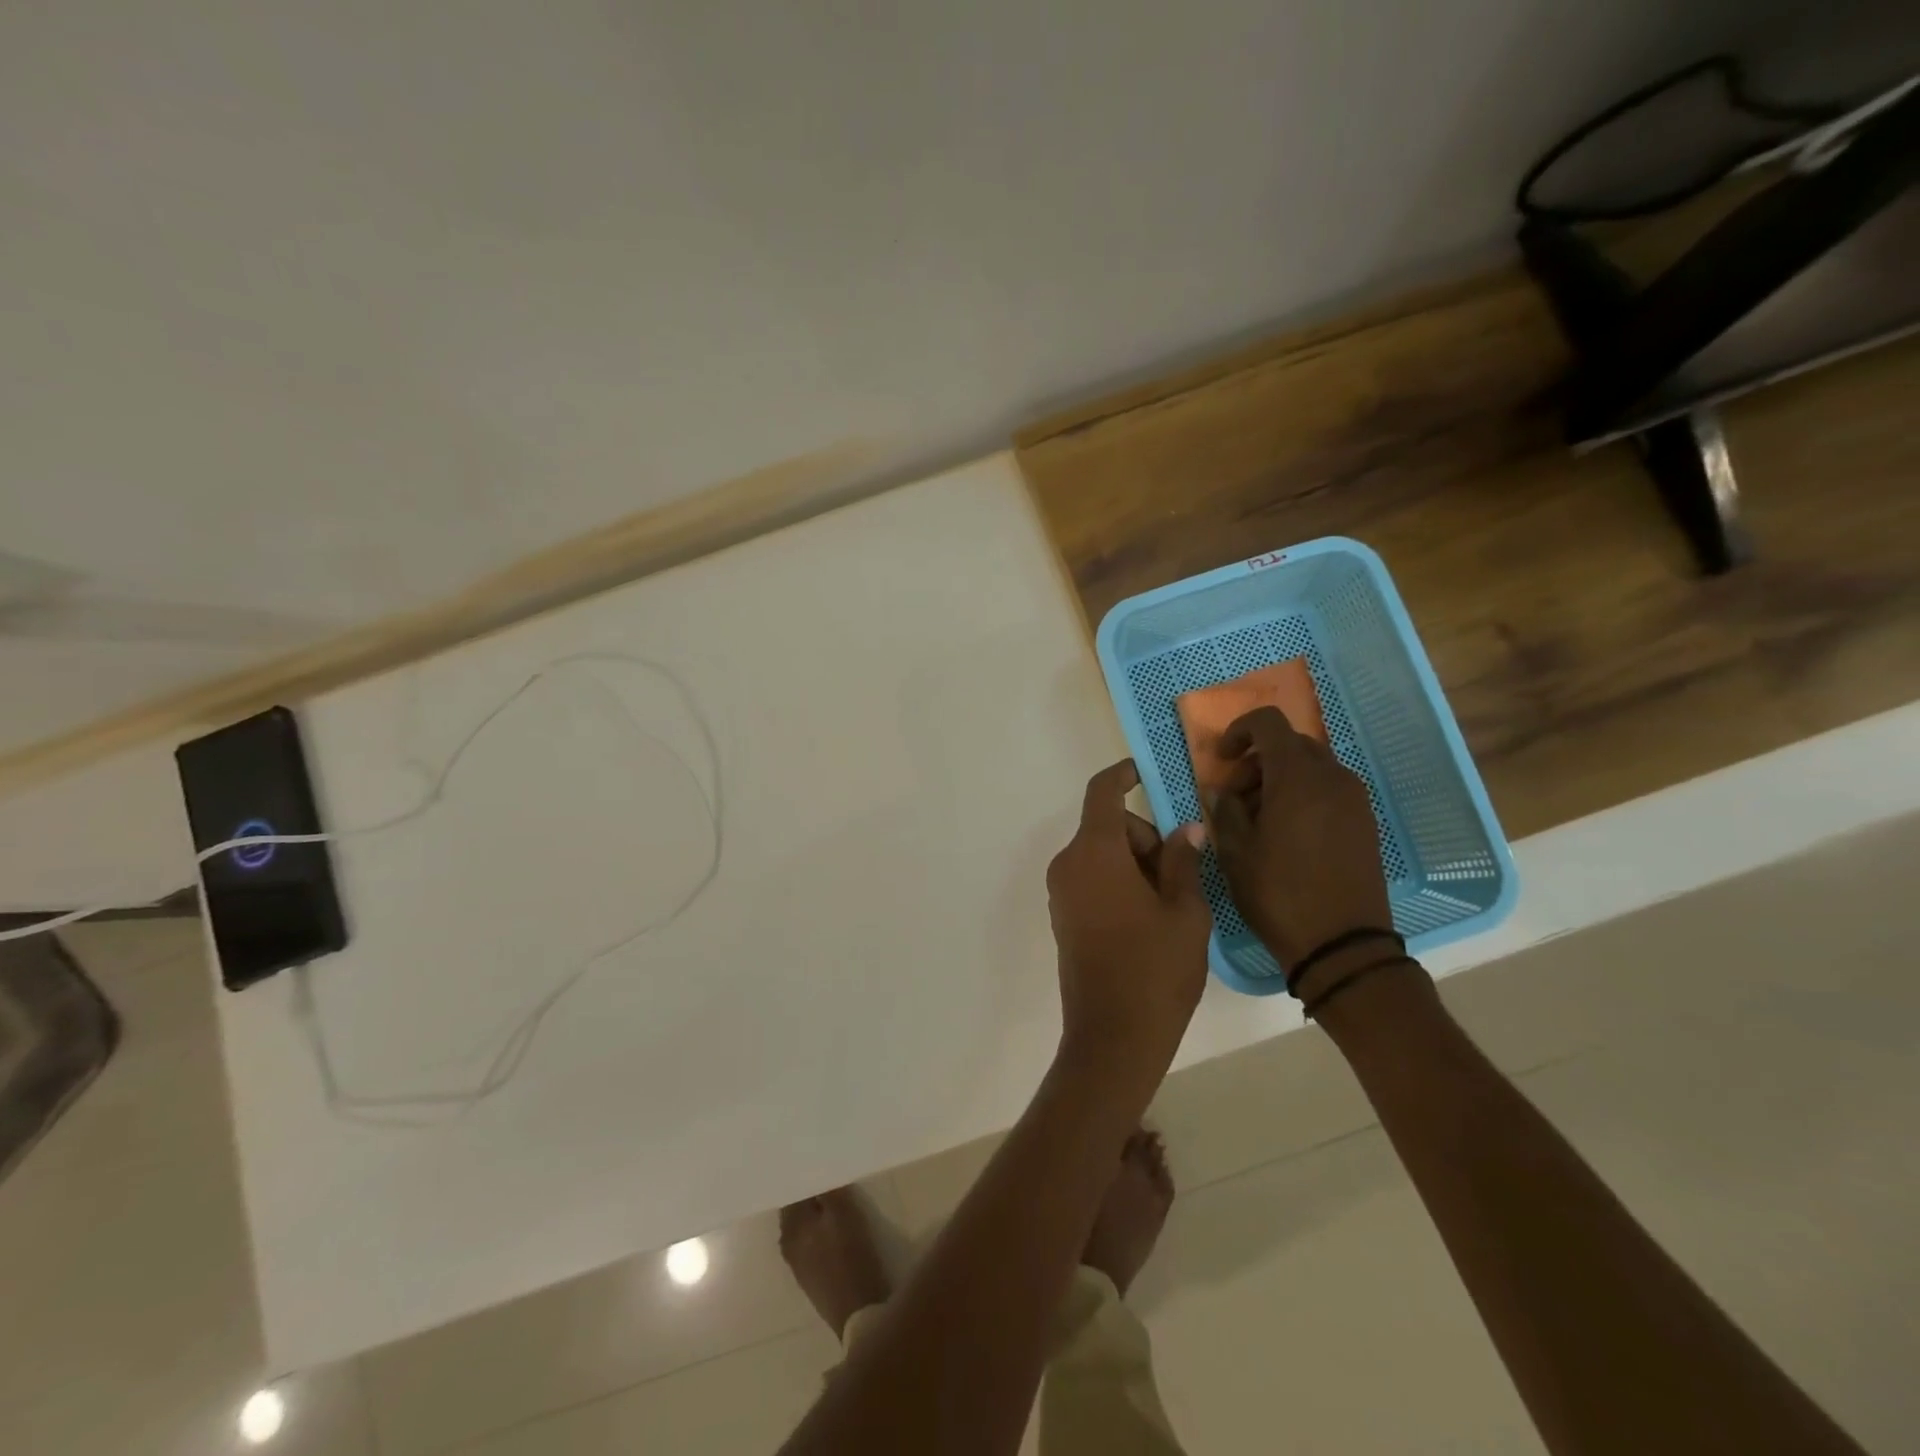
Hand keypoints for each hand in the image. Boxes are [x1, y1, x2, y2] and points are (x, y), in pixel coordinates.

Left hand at [1046, 760, 1210, 1084]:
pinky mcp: (1063, 917)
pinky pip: (1092, 880)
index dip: (1123, 775)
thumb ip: (1183, 861)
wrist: (1113, 1037)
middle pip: (1109, 827)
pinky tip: (1148, 920)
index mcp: (1094, 852)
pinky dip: (1119, 883)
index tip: (1146, 772)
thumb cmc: (1156, 969)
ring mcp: (1061, 893)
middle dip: (1146, 839)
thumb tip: (1186, 829)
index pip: (1103, 792)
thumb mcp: (1185, 911)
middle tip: (1183, 878)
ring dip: (1136, 864)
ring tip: (1171, 908)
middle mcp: (1068, 864)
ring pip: (1102, 855)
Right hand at [1206, 707, 1392, 970]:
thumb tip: (1220, 791)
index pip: (1269, 723)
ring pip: (1312, 767)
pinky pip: (1329, 790)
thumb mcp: (1235, 853)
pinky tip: (1286, 833)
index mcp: (1297, 777)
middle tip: (1235, 797)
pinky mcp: (1365, 822)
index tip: (1222, 759)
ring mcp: (1354, 800)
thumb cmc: (1279, 894)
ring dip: (1280, 779)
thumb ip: (1224, 811)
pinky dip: (1303, 795)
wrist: (1343, 945)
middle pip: (1291, 744)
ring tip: (1258, 819)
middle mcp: (1332, 777)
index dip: (1240, 731)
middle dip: (1258, 760)